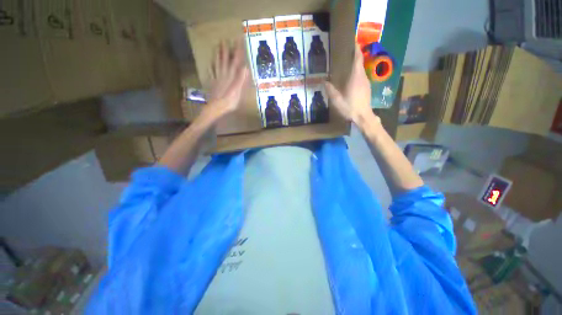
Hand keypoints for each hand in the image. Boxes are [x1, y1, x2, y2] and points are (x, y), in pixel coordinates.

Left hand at [205, 40, 249, 119]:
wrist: (216, 108)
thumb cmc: (229, 102)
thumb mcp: (238, 92)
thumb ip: (241, 80)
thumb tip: (246, 68)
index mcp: (231, 77)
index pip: (235, 62)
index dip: (237, 52)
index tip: (238, 41)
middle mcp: (224, 75)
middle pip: (224, 61)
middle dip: (225, 50)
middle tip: (224, 40)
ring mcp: (217, 79)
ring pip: (217, 64)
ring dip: (217, 55)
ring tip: (216, 47)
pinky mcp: (213, 83)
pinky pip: (211, 73)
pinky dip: (211, 67)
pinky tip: (210, 64)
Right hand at [325, 43, 378, 126]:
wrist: (363, 116)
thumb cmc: (350, 107)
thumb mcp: (337, 100)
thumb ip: (330, 90)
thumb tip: (324, 82)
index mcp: (356, 77)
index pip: (358, 58)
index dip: (356, 49)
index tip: (353, 41)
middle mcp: (363, 77)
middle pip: (360, 63)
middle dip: (355, 56)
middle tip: (346, 54)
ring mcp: (366, 82)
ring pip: (361, 70)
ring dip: (356, 66)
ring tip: (347, 66)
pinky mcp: (367, 88)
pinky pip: (362, 77)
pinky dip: (357, 74)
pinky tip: (351, 80)